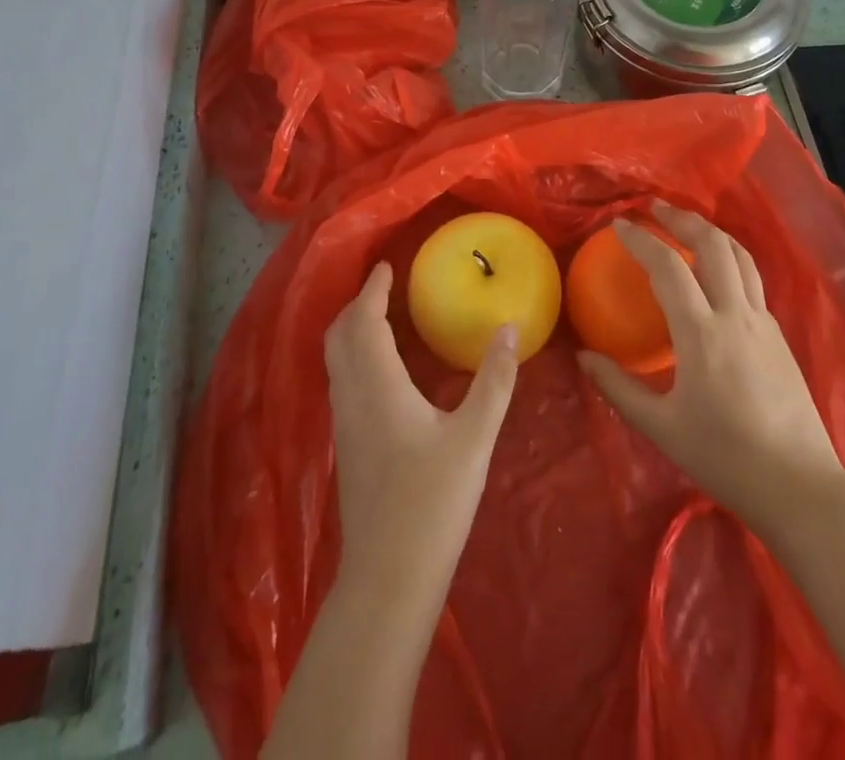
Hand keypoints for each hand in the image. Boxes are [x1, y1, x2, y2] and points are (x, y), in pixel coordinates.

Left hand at [324, 261, 518, 592]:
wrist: (388, 579)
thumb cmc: (432, 503)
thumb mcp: (474, 439)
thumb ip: (493, 381)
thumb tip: (508, 328)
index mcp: (377, 385)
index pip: (364, 321)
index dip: (372, 289)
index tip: (387, 266)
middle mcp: (351, 397)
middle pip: (338, 336)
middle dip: (356, 305)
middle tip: (384, 287)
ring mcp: (344, 425)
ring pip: (336, 360)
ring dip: (352, 330)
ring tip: (382, 318)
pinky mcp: (347, 447)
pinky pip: (342, 382)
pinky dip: (355, 357)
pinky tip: (383, 370)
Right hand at [576, 202, 844, 535]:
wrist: (801, 487)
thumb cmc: (725, 458)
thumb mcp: (661, 428)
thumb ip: (618, 388)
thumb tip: (584, 357)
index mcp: (702, 333)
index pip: (668, 267)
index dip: (641, 239)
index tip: (618, 224)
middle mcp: (736, 315)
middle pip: (713, 245)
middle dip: (681, 218)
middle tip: (654, 208)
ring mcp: (764, 323)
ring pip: (741, 256)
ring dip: (711, 232)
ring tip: (687, 225)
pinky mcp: (780, 336)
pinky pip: (753, 281)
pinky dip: (730, 260)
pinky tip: (717, 276)